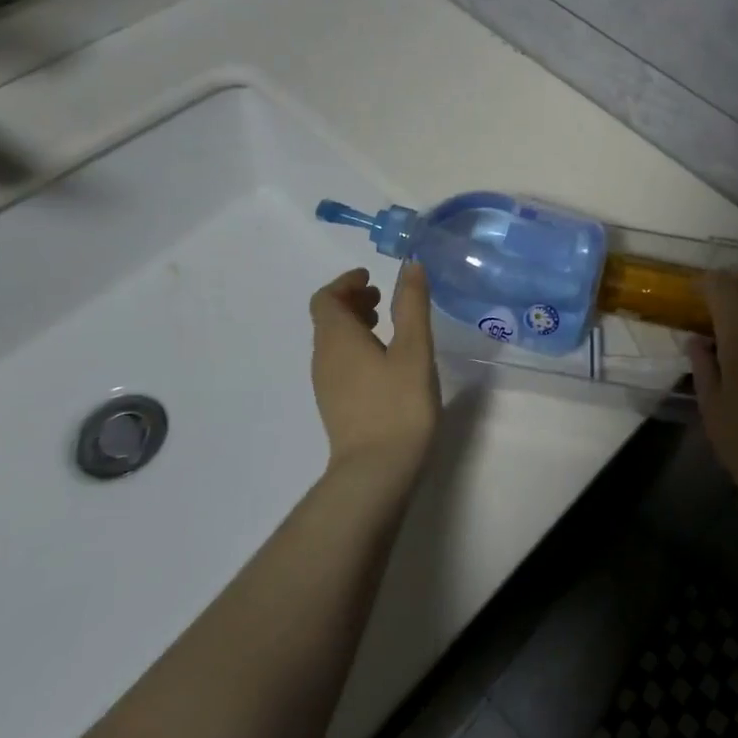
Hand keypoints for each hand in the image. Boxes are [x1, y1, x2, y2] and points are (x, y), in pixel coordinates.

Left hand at [309, 263, 440, 471]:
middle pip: (328, 319)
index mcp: (337, 338)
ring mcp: (326, 384)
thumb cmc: (398, 404)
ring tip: (388, 326)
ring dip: (356, 324)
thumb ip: (411, 305)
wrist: (376, 472)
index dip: (346, 282)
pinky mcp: (336, 405)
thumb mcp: (414, 349)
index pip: (326, 298)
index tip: (372, 277)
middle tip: (383, 297)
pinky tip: (386, 361)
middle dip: (352, 301)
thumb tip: (410, 266)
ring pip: (333, 342)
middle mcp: (323, 357)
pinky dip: (357, 347)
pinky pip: (339, 362)